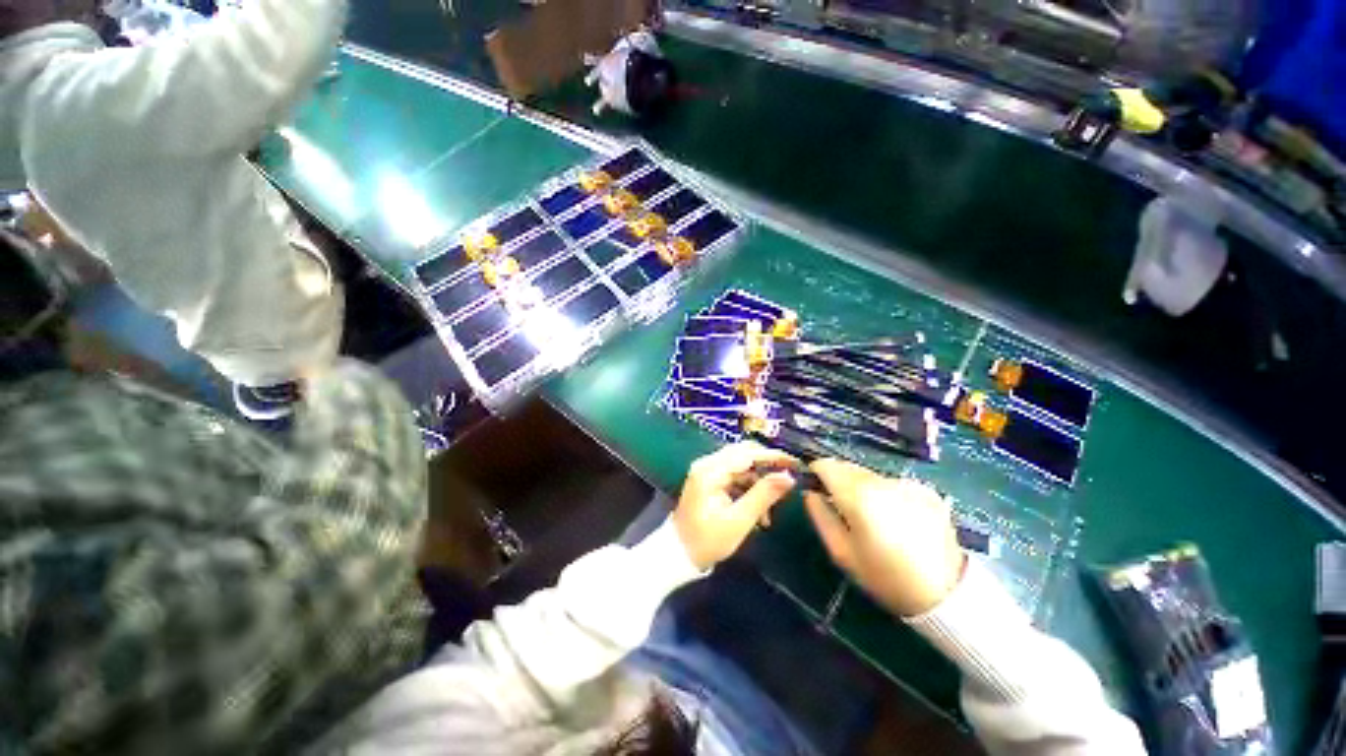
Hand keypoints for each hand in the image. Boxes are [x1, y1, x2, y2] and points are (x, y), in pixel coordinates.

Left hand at [674, 442, 797, 570]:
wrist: (678, 554)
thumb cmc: (707, 540)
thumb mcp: (739, 520)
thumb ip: (764, 495)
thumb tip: (788, 477)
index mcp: (711, 470)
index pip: (746, 454)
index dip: (772, 456)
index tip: (795, 462)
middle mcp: (708, 463)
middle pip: (744, 454)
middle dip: (767, 466)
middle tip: (788, 478)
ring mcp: (707, 470)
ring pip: (741, 465)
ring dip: (758, 482)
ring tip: (770, 511)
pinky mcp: (710, 479)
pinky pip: (735, 475)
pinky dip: (749, 488)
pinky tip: (758, 511)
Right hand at [804, 459, 965, 616]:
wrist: (947, 595)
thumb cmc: (885, 577)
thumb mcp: (842, 552)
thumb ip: (820, 515)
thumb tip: (810, 493)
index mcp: (858, 495)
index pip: (826, 465)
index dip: (816, 473)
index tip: (815, 487)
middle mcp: (882, 481)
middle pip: (848, 467)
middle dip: (839, 481)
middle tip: (842, 507)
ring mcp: (907, 483)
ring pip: (870, 475)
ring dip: (863, 487)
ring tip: (872, 517)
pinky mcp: (926, 490)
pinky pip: (893, 484)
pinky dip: (886, 494)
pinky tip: (897, 519)